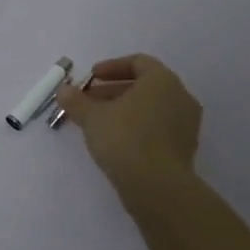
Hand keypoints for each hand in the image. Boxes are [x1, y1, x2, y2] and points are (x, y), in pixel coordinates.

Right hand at [54, 53, 202, 197]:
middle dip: (114, 91)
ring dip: (125, 110)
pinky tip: (116, 141)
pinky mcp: (185, 148)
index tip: (92, 78)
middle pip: (144, 86)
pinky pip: (159, 128)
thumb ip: (77, 101)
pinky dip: (138, 127)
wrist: (158, 187)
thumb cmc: (125, 139)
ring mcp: (186, 124)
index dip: (112, 67)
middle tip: (89, 101)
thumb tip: (63, 90)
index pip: (138, 62)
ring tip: (98, 123)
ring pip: (152, 108)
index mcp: (162, 80)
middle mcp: (180, 96)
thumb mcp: (92, 117)